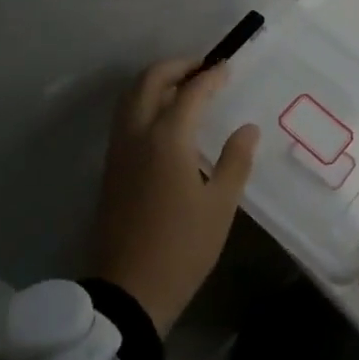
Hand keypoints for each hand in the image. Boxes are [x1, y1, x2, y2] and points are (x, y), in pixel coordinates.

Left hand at [94, 58, 258, 336]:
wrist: (127, 293)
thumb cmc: (182, 248)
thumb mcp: (220, 206)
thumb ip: (235, 161)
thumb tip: (247, 128)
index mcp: (166, 140)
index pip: (191, 92)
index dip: (211, 76)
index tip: (228, 67)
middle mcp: (137, 136)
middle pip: (149, 81)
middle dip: (177, 67)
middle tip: (204, 69)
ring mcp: (118, 152)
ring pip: (130, 97)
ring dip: (157, 82)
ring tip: (186, 88)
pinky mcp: (111, 170)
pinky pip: (125, 119)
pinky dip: (145, 103)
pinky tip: (168, 120)